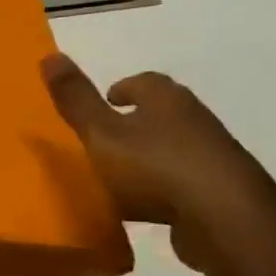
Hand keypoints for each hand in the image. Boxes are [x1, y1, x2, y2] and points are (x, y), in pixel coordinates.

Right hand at [41, 54, 275, 270]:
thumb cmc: (156, 168)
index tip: (106, 101)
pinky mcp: (220, 193)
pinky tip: (146, 209)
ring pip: (174, 149)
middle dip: (136, 123)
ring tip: (119, 178)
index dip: (122, 89)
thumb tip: (50, 55)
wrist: (226, 220)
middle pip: (162, 114)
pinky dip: (164, 190)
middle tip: (106, 138)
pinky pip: (183, 184)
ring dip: (150, 158)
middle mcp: (195, 120)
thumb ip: (76, 100)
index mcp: (167, 100)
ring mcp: (212, 158)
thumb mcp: (102, 133)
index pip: (145, 82)